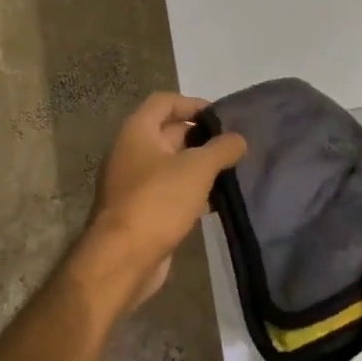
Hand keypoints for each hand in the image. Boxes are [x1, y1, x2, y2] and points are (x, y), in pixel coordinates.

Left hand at [80, 92, 245, 313]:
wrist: (122, 258)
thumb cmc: (158, 201)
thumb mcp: (197, 169)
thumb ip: (222, 148)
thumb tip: (238, 139)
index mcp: (137, 132)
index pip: (164, 101)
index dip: (193, 103)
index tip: (222, 117)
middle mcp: (130, 152)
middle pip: (168, 132)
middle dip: (200, 136)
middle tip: (233, 145)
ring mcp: (133, 182)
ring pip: (170, 163)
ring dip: (197, 165)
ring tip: (230, 171)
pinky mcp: (140, 209)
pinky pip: (168, 189)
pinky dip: (189, 190)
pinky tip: (213, 200)